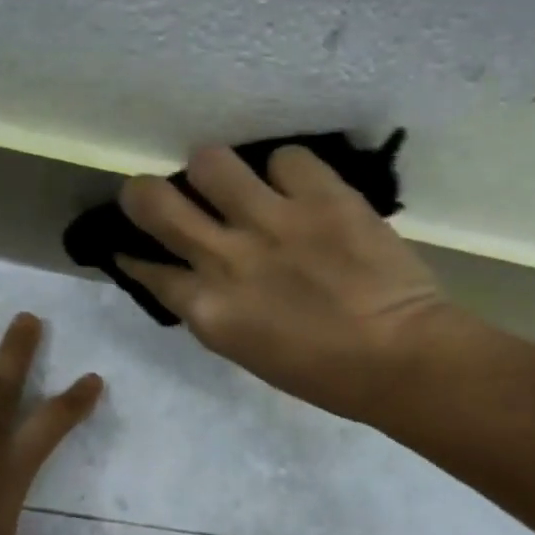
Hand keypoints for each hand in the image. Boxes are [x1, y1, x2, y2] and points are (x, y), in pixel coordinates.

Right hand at [117, 146, 454, 421]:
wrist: (400, 357)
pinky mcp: (320, 194)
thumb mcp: (251, 353)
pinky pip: (285, 158)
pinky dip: (288, 173)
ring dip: (215, 173)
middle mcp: (227, 258)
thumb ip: (220, 311)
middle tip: (158, 195)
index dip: (135, 256)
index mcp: (210, 311)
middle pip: (154, 201)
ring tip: (236, 185)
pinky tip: (300, 190)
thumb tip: (205, 279)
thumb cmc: (325, 376)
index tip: (134, 248)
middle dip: (143, 194)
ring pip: (210, 161)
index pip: (148, 270)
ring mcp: (272, 220)